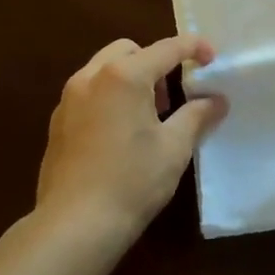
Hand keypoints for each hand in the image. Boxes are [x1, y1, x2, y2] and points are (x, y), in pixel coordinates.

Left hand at [34, 35, 226, 243]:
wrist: (74, 226)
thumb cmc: (132, 181)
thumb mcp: (175, 147)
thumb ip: (198, 115)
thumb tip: (217, 100)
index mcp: (124, 76)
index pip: (167, 48)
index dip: (194, 47)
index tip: (212, 59)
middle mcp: (91, 78)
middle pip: (129, 50)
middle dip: (156, 62)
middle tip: (173, 96)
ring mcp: (68, 100)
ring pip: (104, 70)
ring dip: (131, 79)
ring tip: (149, 117)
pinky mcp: (57, 124)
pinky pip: (89, 93)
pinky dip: (111, 97)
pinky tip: (122, 135)